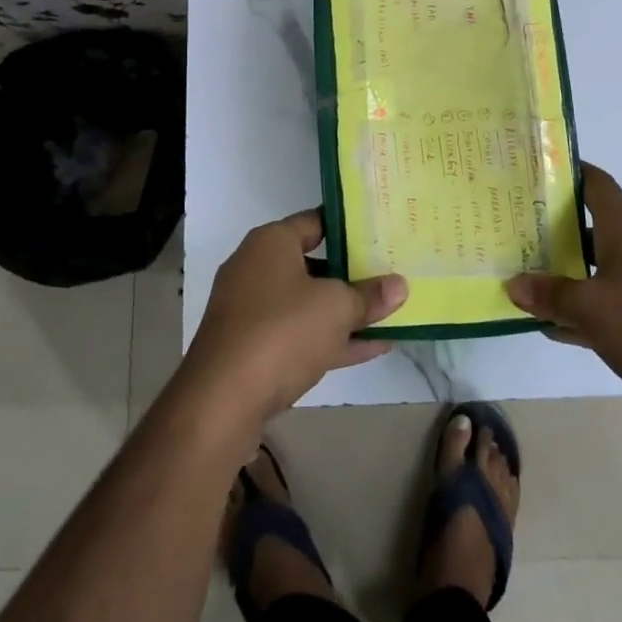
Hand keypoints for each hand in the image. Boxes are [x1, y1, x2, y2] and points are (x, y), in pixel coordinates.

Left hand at [180, 210, 407, 428]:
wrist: (221, 400)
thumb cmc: (281, 331)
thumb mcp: (336, 308)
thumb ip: (369, 295)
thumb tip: (400, 285)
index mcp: (271, 242)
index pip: (315, 221)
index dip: (349, 227)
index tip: (381, 233)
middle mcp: (256, 268)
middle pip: (313, 262)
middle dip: (351, 272)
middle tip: (391, 273)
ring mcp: (251, 310)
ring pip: (308, 302)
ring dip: (345, 310)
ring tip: (390, 313)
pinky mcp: (252, 348)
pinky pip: (299, 334)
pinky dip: (331, 338)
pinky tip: (373, 348)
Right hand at [506, 165, 621, 418]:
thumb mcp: (593, 311)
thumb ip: (551, 295)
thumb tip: (513, 283)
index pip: (594, 182)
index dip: (565, 170)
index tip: (531, 170)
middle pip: (589, 225)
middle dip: (551, 227)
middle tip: (511, 229)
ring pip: (597, 266)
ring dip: (565, 271)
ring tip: (523, 276)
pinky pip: (610, 300)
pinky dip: (584, 307)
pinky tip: (556, 327)